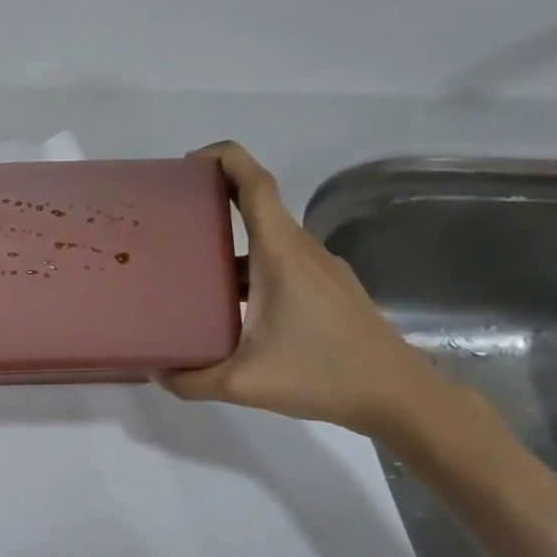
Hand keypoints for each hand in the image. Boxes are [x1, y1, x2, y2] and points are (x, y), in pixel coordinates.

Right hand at [160, 142, 447, 437]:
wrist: (400, 397)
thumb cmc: (323, 375)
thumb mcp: (244, 384)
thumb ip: (192, 379)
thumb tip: (156, 374)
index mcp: (280, 254)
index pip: (255, 184)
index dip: (225, 159)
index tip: (189, 162)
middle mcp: (301, 250)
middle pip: (258, 203)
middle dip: (215, 198)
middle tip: (172, 214)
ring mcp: (320, 268)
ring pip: (269, 236)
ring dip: (232, 238)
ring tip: (191, 262)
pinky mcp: (329, 287)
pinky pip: (282, 259)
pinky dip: (251, 263)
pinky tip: (232, 299)